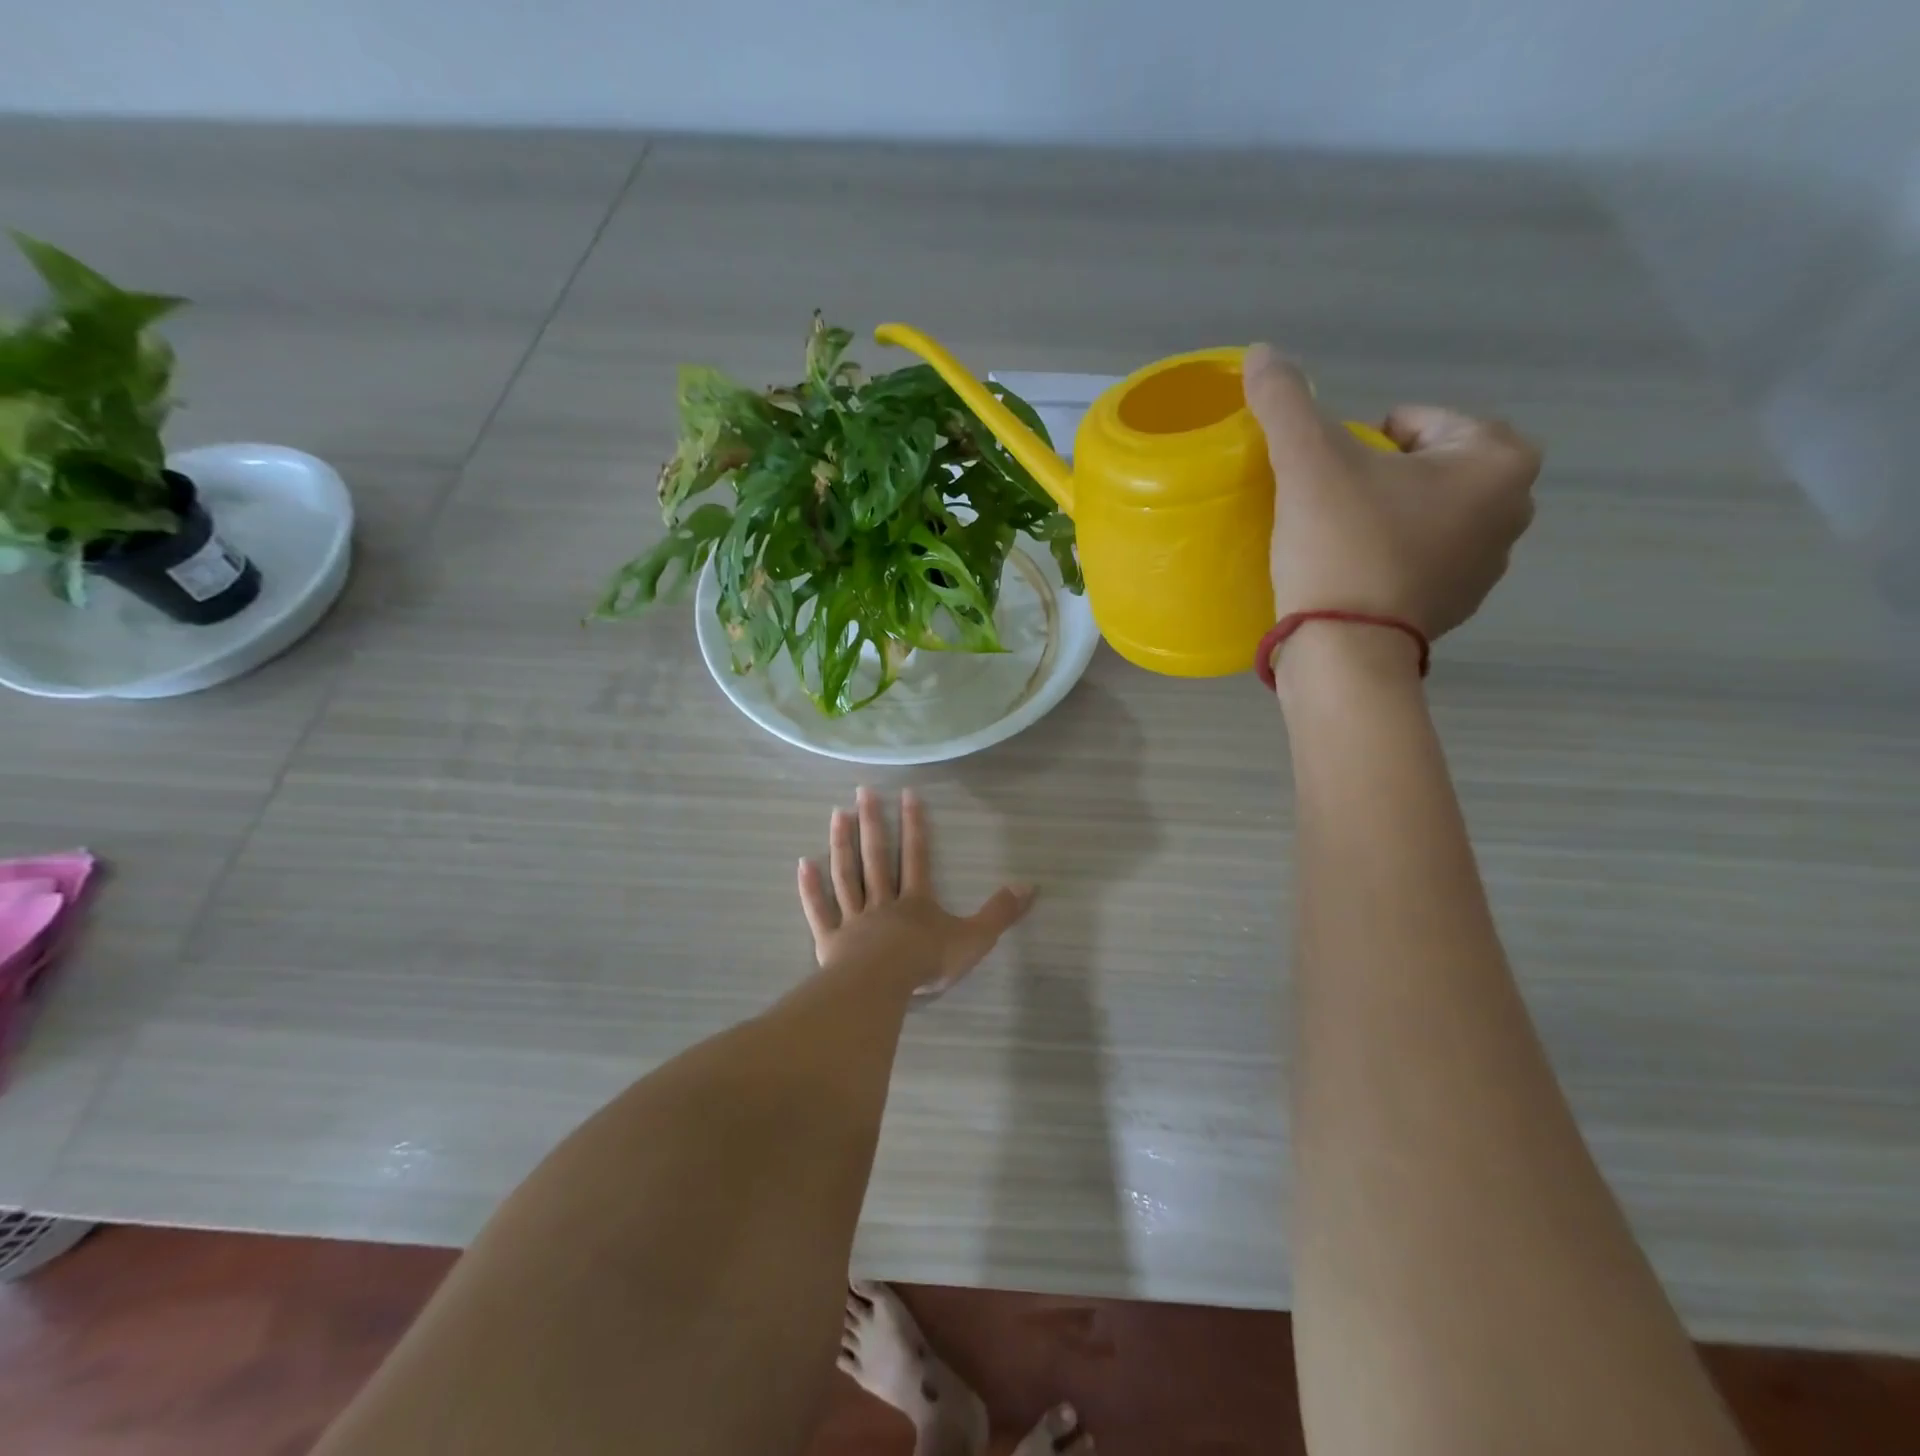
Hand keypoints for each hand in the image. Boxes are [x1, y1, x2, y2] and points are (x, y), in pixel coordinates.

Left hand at [797, 786, 1033, 995]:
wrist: (881, 987)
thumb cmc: (926, 962)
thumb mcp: (974, 939)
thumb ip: (1000, 913)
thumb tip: (1031, 886)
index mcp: (915, 902)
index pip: (916, 856)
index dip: (914, 825)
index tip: (907, 794)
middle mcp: (883, 902)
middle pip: (876, 857)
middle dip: (872, 822)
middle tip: (863, 790)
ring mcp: (854, 919)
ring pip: (847, 875)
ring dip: (841, 844)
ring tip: (837, 814)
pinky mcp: (830, 940)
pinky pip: (819, 909)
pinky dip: (811, 887)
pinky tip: (804, 863)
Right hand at [1244, 344, 1540, 643]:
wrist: (1344, 651)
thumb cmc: (1341, 546)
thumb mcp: (1307, 462)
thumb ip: (1286, 401)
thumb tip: (1261, 352)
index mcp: (1499, 460)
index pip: (1419, 421)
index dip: (1363, 439)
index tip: (1329, 472)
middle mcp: (1513, 509)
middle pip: (1427, 466)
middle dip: (1381, 476)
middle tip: (1329, 504)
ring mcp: (1488, 566)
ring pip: (1425, 514)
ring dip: (1386, 515)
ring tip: (1335, 539)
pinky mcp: (1455, 607)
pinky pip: (1420, 559)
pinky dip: (1389, 557)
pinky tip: (1349, 573)